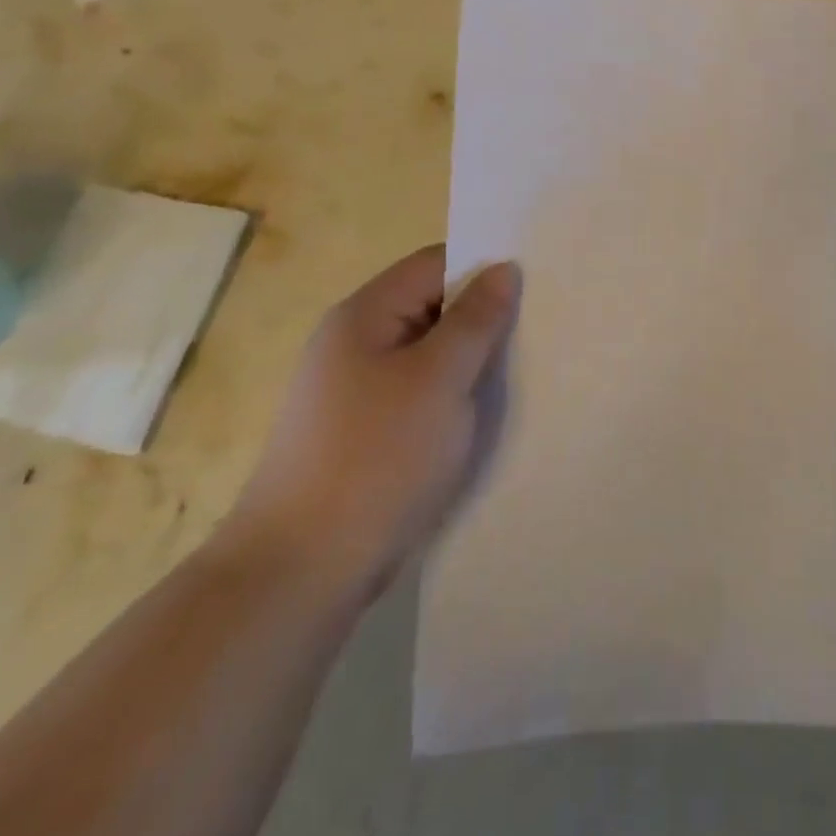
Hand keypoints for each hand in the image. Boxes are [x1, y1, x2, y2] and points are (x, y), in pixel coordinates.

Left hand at [221, 245, 521, 602]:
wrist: (300, 572)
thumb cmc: (376, 458)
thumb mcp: (440, 379)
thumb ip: (476, 319)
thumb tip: (503, 269)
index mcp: (364, 315)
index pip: (434, 264)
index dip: (484, 269)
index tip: (533, 287)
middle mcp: (353, 343)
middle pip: (430, 307)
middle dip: (481, 317)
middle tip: (535, 331)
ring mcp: (353, 391)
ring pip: (427, 355)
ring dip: (468, 361)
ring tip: (518, 372)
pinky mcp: (360, 433)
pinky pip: (416, 394)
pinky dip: (449, 396)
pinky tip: (479, 416)